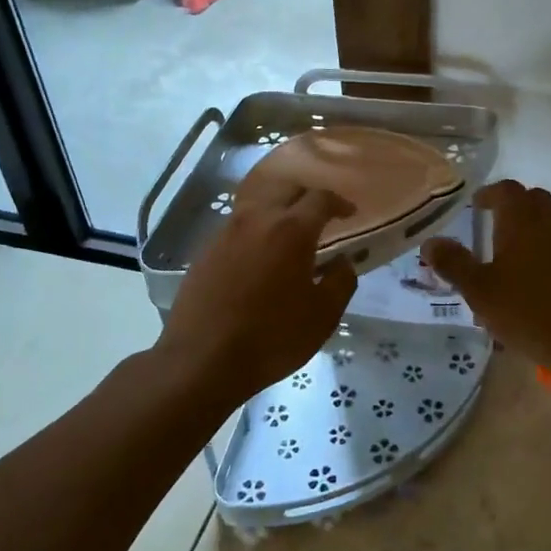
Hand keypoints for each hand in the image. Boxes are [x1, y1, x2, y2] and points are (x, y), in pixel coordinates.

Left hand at [155, 180, 357, 409]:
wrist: (201, 360)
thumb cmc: (272, 337)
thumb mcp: (323, 315)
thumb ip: (341, 281)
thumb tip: (343, 261)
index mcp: (291, 229)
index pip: (320, 198)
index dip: (339, 202)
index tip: (349, 213)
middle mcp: (257, 218)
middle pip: (286, 189)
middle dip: (307, 197)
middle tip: (320, 216)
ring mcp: (226, 232)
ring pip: (258, 205)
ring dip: (278, 210)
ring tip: (289, 233)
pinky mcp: (205, 250)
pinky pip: (237, 226)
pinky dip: (255, 229)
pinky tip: (259, 254)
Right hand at [421, 180, 550, 379]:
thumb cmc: (532, 311)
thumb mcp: (481, 292)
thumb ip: (454, 264)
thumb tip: (430, 242)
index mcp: (523, 218)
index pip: (505, 189)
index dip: (489, 194)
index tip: (476, 206)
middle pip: (532, 200)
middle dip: (513, 209)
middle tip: (494, 230)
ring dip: (535, 231)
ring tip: (517, 260)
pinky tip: (546, 282)